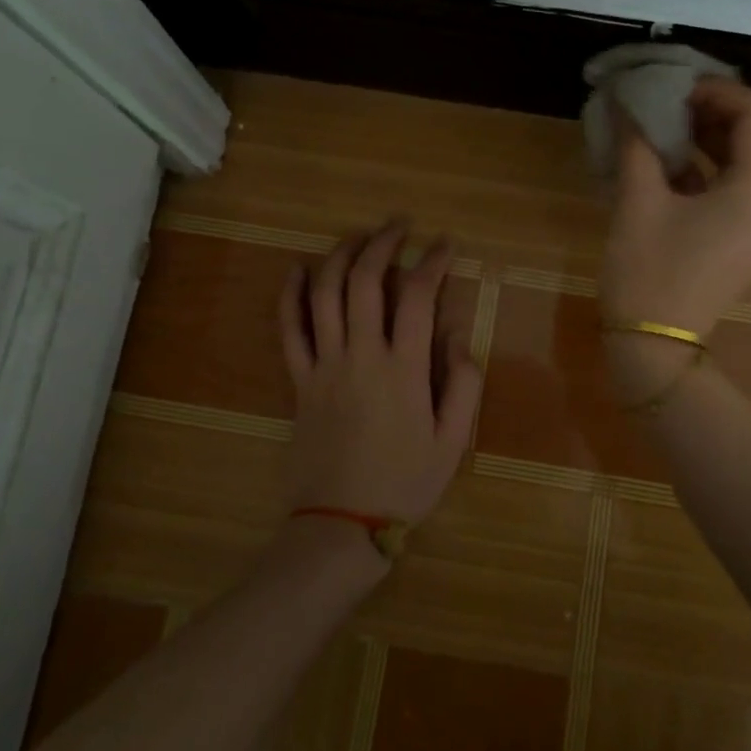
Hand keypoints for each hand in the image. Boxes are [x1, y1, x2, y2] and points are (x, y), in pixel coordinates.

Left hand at [277, 219, 483, 546]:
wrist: (341, 525)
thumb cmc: (404, 483)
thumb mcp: (453, 441)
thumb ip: (462, 384)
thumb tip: (454, 335)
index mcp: (404, 369)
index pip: (417, 295)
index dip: (432, 261)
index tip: (444, 244)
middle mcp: (361, 355)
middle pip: (365, 281)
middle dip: (383, 243)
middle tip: (399, 225)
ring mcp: (324, 365)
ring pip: (325, 294)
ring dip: (340, 255)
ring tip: (357, 236)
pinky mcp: (299, 381)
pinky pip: (289, 330)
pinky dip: (291, 295)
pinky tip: (297, 270)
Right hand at [599, 79, 750, 395]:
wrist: (655, 345)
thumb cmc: (647, 272)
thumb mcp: (637, 202)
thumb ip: (637, 143)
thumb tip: (626, 100)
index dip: (720, 91)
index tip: (677, 88)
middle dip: (729, 111)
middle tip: (682, 105)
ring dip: (725, 137)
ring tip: (676, 128)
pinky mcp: (749, 242)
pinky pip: (748, 189)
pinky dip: (721, 166)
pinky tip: (677, 165)